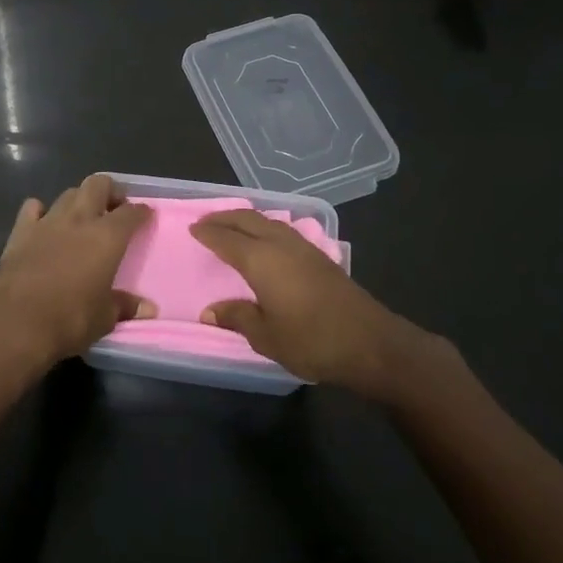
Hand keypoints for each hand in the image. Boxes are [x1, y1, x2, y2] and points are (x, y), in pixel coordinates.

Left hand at [0, 174, 155, 370]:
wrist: (15, 323)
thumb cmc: (69, 320)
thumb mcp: (104, 318)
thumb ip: (125, 306)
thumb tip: (148, 308)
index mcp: (107, 237)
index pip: (131, 213)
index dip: (141, 212)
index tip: (145, 215)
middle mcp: (79, 220)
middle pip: (98, 185)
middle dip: (110, 191)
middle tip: (114, 208)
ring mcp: (47, 222)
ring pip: (68, 193)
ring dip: (79, 200)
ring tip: (83, 217)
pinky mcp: (20, 231)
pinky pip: (33, 207)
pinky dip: (41, 211)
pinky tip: (44, 223)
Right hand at [191, 208, 443, 402]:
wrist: (371, 344)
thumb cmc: (312, 341)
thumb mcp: (266, 336)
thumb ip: (237, 317)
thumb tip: (210, 311)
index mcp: (262, 260)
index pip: (227, 239)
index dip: (208, 233)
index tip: (192, 228)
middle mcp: (281, 245)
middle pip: (249, 220)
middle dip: (225, 218)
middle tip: (206, 222)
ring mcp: (305, 249)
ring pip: (269, 222)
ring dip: (247, 220)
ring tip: (232, 227)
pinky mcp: (321, 258)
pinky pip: (283, 231)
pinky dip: (265, 229)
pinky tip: (266, 241)